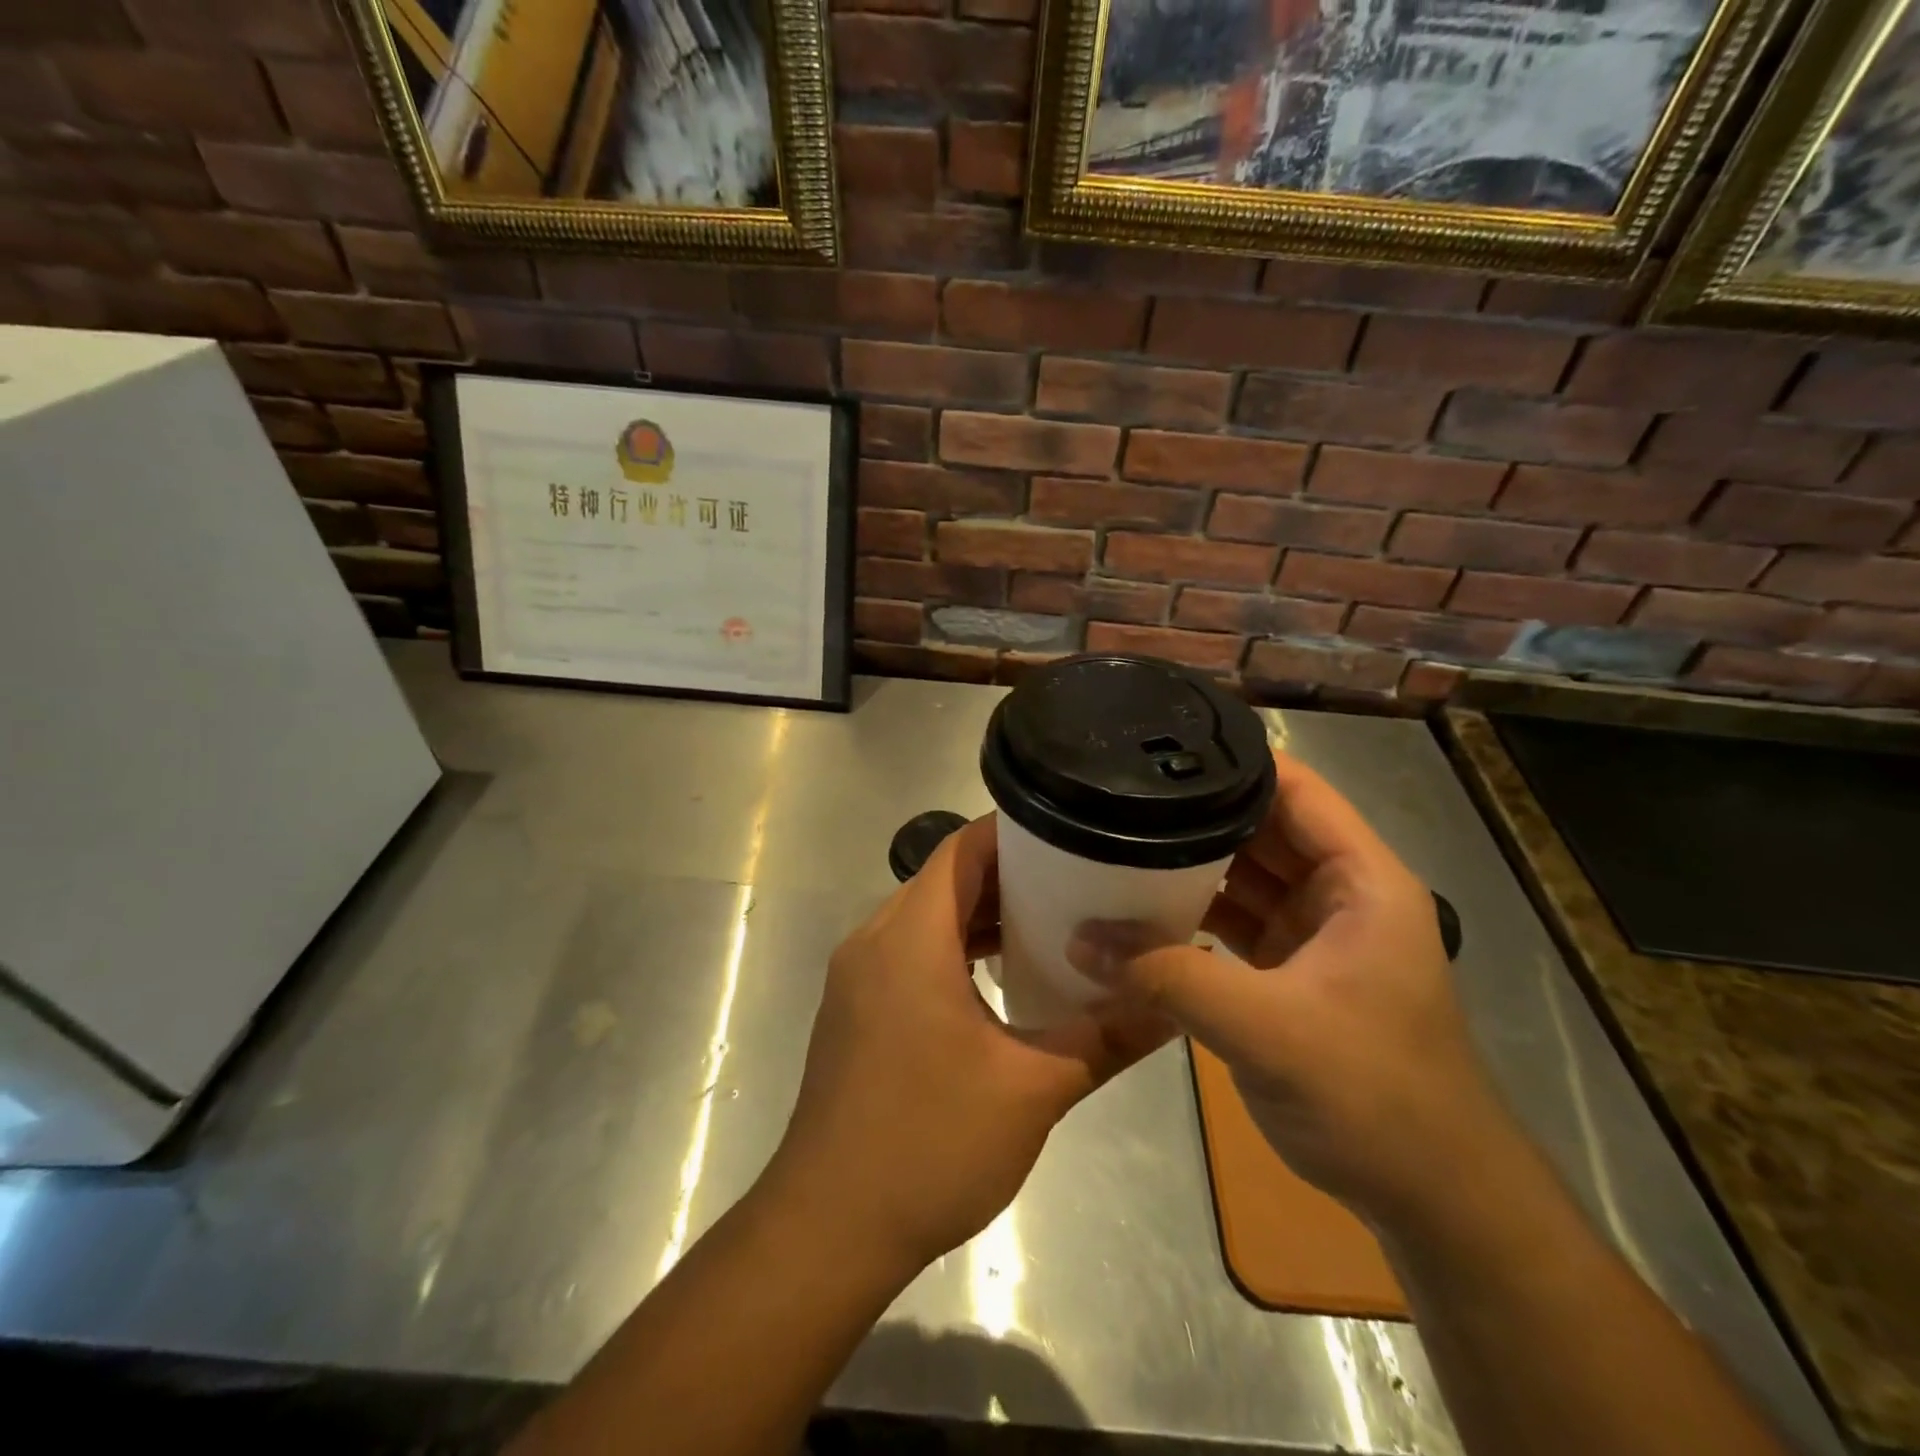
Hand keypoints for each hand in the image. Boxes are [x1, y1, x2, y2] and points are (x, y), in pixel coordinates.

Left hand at [765, 814, 1172, 1274]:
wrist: (829, 1226)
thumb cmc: (929, 1143)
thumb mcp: (1032, 1089)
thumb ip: (1106, 1037)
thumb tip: (1171, 1002)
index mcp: (909, 937)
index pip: (961, 850)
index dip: (1014, 834)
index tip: (1071, 836)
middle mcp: (874, 940)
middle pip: (944, 879)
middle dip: (1007, 875)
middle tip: (1076, 881)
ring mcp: (857, 976)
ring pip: (925, 917)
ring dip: (980, 915)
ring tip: (1049, 925)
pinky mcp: (854, 1009)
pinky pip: (908, 951)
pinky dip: (953, 948)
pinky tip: (998, 979)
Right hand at [1074, 752, 1512, 1226]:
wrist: (1432, 1198)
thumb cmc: (1374, 1096)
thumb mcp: (1267, 1030)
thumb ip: (1170, 978)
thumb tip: (1080, 940)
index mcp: (1361, 880)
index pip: (1295, 789)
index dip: (1234, 761)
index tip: (1159, 749)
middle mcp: (1339, 894)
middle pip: (1261, 828)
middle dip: (1195, 812)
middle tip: (1117, 794)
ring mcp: (1313, 934)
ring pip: (1242, 875)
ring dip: (1188, 865)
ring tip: (1114, 840)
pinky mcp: (1289, 972)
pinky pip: (1232, 921)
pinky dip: (1191, 914)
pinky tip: (1138, 910)